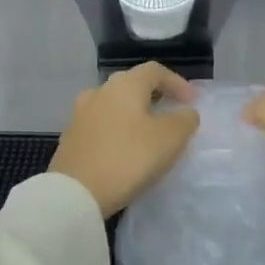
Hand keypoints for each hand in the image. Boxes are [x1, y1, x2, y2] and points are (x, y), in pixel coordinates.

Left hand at [50, 62, 198, 217]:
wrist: (75, 193)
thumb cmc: (128, 158)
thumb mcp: (169, 139)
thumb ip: (184, 120)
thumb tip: (185, 112)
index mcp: (124, 85)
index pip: (155, 71)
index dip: (177, 83)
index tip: (193, 101)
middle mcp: (100, 91)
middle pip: (132, 85)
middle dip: (155, 96)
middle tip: (172, 112)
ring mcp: (80, 114)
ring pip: (115, 105)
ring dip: (134, 113)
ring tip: (149, 132)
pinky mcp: (71, 137)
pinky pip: (102, 124)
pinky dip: (118, 129)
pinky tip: (125, 148)